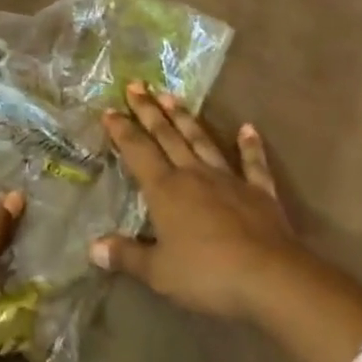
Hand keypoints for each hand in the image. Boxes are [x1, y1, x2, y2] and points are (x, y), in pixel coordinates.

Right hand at [90, 83, 312, 321]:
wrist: (268, 277)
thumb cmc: (206, 274)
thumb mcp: (159, 272)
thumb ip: (126, 256)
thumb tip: (93, 247)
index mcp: (166, 190)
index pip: (138, 152)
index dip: (122, 130)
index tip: (109, 110)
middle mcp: (193, 174)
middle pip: (167, 136)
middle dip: (148, 111)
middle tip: (135, 85)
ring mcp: (228, 179)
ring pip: (202, 140)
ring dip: (185, 118)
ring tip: (171, 95)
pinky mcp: (258, 191)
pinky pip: (252, 163)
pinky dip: (250, 145)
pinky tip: (248, 128)